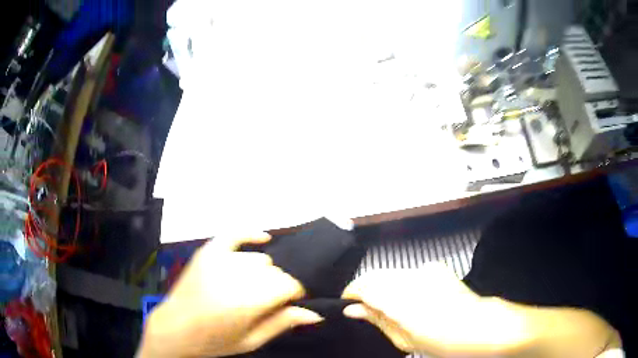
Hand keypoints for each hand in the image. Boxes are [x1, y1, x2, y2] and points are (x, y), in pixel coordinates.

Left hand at [139, 233, 322, 357]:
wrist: (175, 329)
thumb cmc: (214, 342)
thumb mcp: (251, 341)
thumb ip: (282, 324)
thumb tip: (315, 312)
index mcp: (247, 302)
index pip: (289, 285)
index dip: (297, 292)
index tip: (296, 300)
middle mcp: (235, 276)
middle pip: (276, 271)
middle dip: (281, 284)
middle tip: (275, 299)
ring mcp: (219, 260)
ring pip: (259, 258)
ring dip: (265, 272)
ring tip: (257, 286)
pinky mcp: (207, 252)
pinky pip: (234, 234)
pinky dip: (250, 234)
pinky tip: (263, 238)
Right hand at [341, 264, 533, 356]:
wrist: (479, 326)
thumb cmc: (442, 341)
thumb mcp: (404, 339)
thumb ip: (377, 320)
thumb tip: (353, 309)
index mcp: (402, 300)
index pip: (364, 285)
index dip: (352, 293)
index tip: (348, 304)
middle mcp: (412, 278)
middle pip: (375, 276)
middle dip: (367, 291)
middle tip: (367, 311)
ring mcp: (425, 270)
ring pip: (390, 273)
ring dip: (384, 288)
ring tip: (392, 308)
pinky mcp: (435, 267)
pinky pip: (407, 273)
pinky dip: (401, 284)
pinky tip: (411, 300)